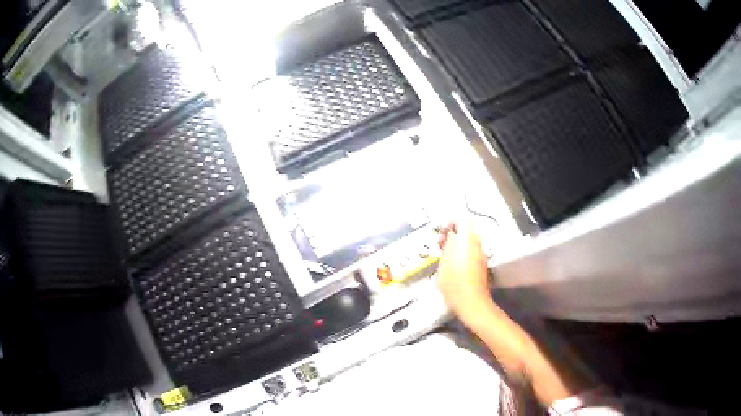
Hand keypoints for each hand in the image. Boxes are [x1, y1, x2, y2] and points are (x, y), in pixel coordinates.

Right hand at [436, 221, 490, 315]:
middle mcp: (477, 246)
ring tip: (446, 256)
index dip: (450, 223)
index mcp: (467, 242)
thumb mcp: (444, 266)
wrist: (472, 303)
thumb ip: (447, 248)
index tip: (442, 232)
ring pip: (470, 242)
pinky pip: (472, 252)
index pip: (462, 221)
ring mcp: (481, 255)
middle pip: (467, 230)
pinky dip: (464, 253)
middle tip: (442, 244)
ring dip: (459, 244)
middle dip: (454, 234)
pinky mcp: (482, 265)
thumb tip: (450, 237)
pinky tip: (454, 266)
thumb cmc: (455, 285)